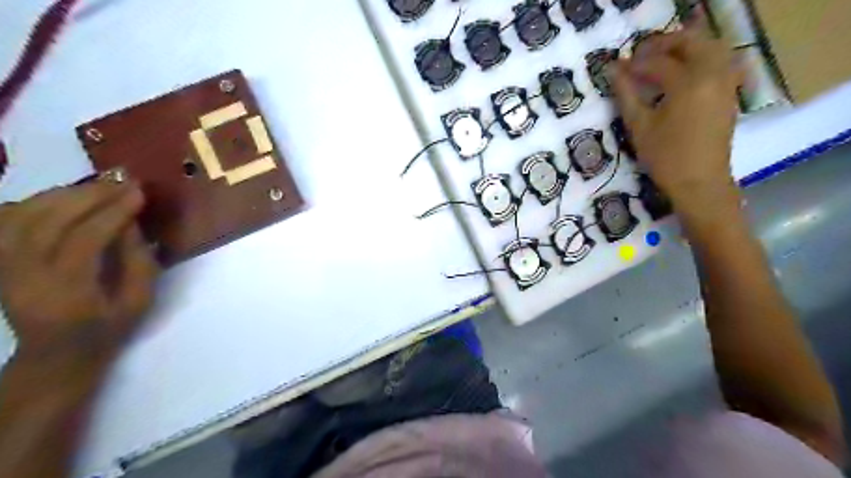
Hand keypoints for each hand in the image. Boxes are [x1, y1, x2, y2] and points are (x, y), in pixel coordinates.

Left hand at [0, 179, 158, 368]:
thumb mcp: (138, 302)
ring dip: (60, 194)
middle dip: (88, 196)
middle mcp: (23, 276)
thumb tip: (132, 223)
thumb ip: (139, 261)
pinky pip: (4, 222)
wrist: (56, 356)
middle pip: (47, 221)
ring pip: (20, 216)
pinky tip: (59, 198)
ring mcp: (2, 268)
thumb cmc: (107, 331)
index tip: (138, 192)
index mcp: (66, 291)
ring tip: (95, 186)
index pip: (85, 239)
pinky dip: (29, 203)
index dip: (113, 212)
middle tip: (120, 182)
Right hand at [612, 31, 745, 214]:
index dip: (635, 64)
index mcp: (688, 83)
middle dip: (663, 44)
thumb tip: (613, 71)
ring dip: (684, 47)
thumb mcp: (640, 127)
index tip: (617, 69)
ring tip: (660, 61)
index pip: (658, 63)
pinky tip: (681, 74)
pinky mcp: (729, 92)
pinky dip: (699, 58)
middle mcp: (712, 74)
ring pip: (710, 47)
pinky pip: (719, 61)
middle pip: (691, 41)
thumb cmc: (665, 157)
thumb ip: (626, 95)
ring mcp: (726, 82)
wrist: (700, 181)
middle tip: (640, 57)